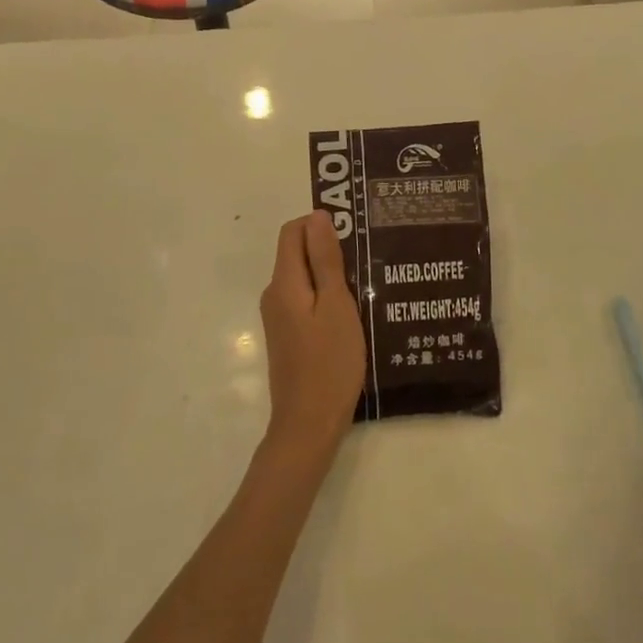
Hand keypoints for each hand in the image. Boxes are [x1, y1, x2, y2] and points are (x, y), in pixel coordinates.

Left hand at [259, 214, 365, 464]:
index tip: (354, 231)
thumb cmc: (329, 363)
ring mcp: (279, 316)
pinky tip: (354, 309)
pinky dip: (326, 295)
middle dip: (329, 247)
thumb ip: (326, 260)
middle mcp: (275, 294)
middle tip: (368, 256)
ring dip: (331, 273)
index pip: (292, 231)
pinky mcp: (288, 334)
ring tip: (367, 281)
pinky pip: (306, 299)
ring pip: (304, 277)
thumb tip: (317, 216)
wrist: (308, 426)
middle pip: (297, 252)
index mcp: (284, 282)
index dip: (320, 224)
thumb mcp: (336, 305)